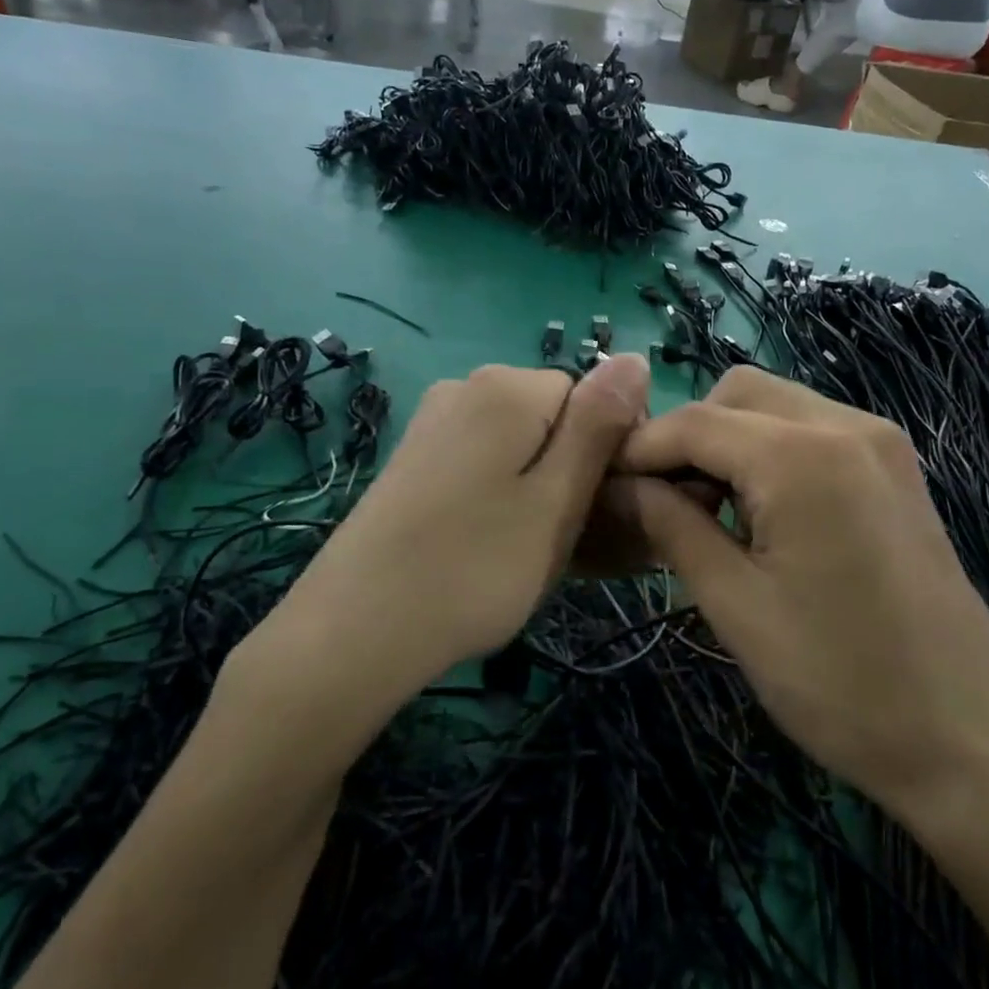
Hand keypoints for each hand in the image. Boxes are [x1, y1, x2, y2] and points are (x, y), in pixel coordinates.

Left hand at [276, 356, 649, 682]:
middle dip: (572, 473)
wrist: (354, 631)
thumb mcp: (557, 499)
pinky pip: (482, 463)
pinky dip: (501, 496)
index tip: (602, 511)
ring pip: (519, 446)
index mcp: (506, 386)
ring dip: (539, 490)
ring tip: (529, 553)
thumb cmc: (476, 567)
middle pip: (553, 419)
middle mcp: (465, 388)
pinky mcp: (414, 460)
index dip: (607, 453)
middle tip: (567, 542)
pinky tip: (490, 545)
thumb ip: (598, 425)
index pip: (591, 396)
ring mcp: (433, 424)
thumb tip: (634, 358)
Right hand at [614, 367, 988, 811]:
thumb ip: (670, 526)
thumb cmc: (840, 682)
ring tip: (708, 513)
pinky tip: (761, 513)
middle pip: (737, 394)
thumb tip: (619, 486)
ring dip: (728, 442)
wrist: (970, 739)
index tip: (601, 484)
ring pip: (775, 406)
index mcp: (802, 457)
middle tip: (663, 504)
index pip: (694, 422)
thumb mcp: (735, 606)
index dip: (639, 449)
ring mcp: (880, 442)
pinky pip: (812, 430)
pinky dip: (769, 452)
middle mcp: (846, 425)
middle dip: (687, 436)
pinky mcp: (895, 467)